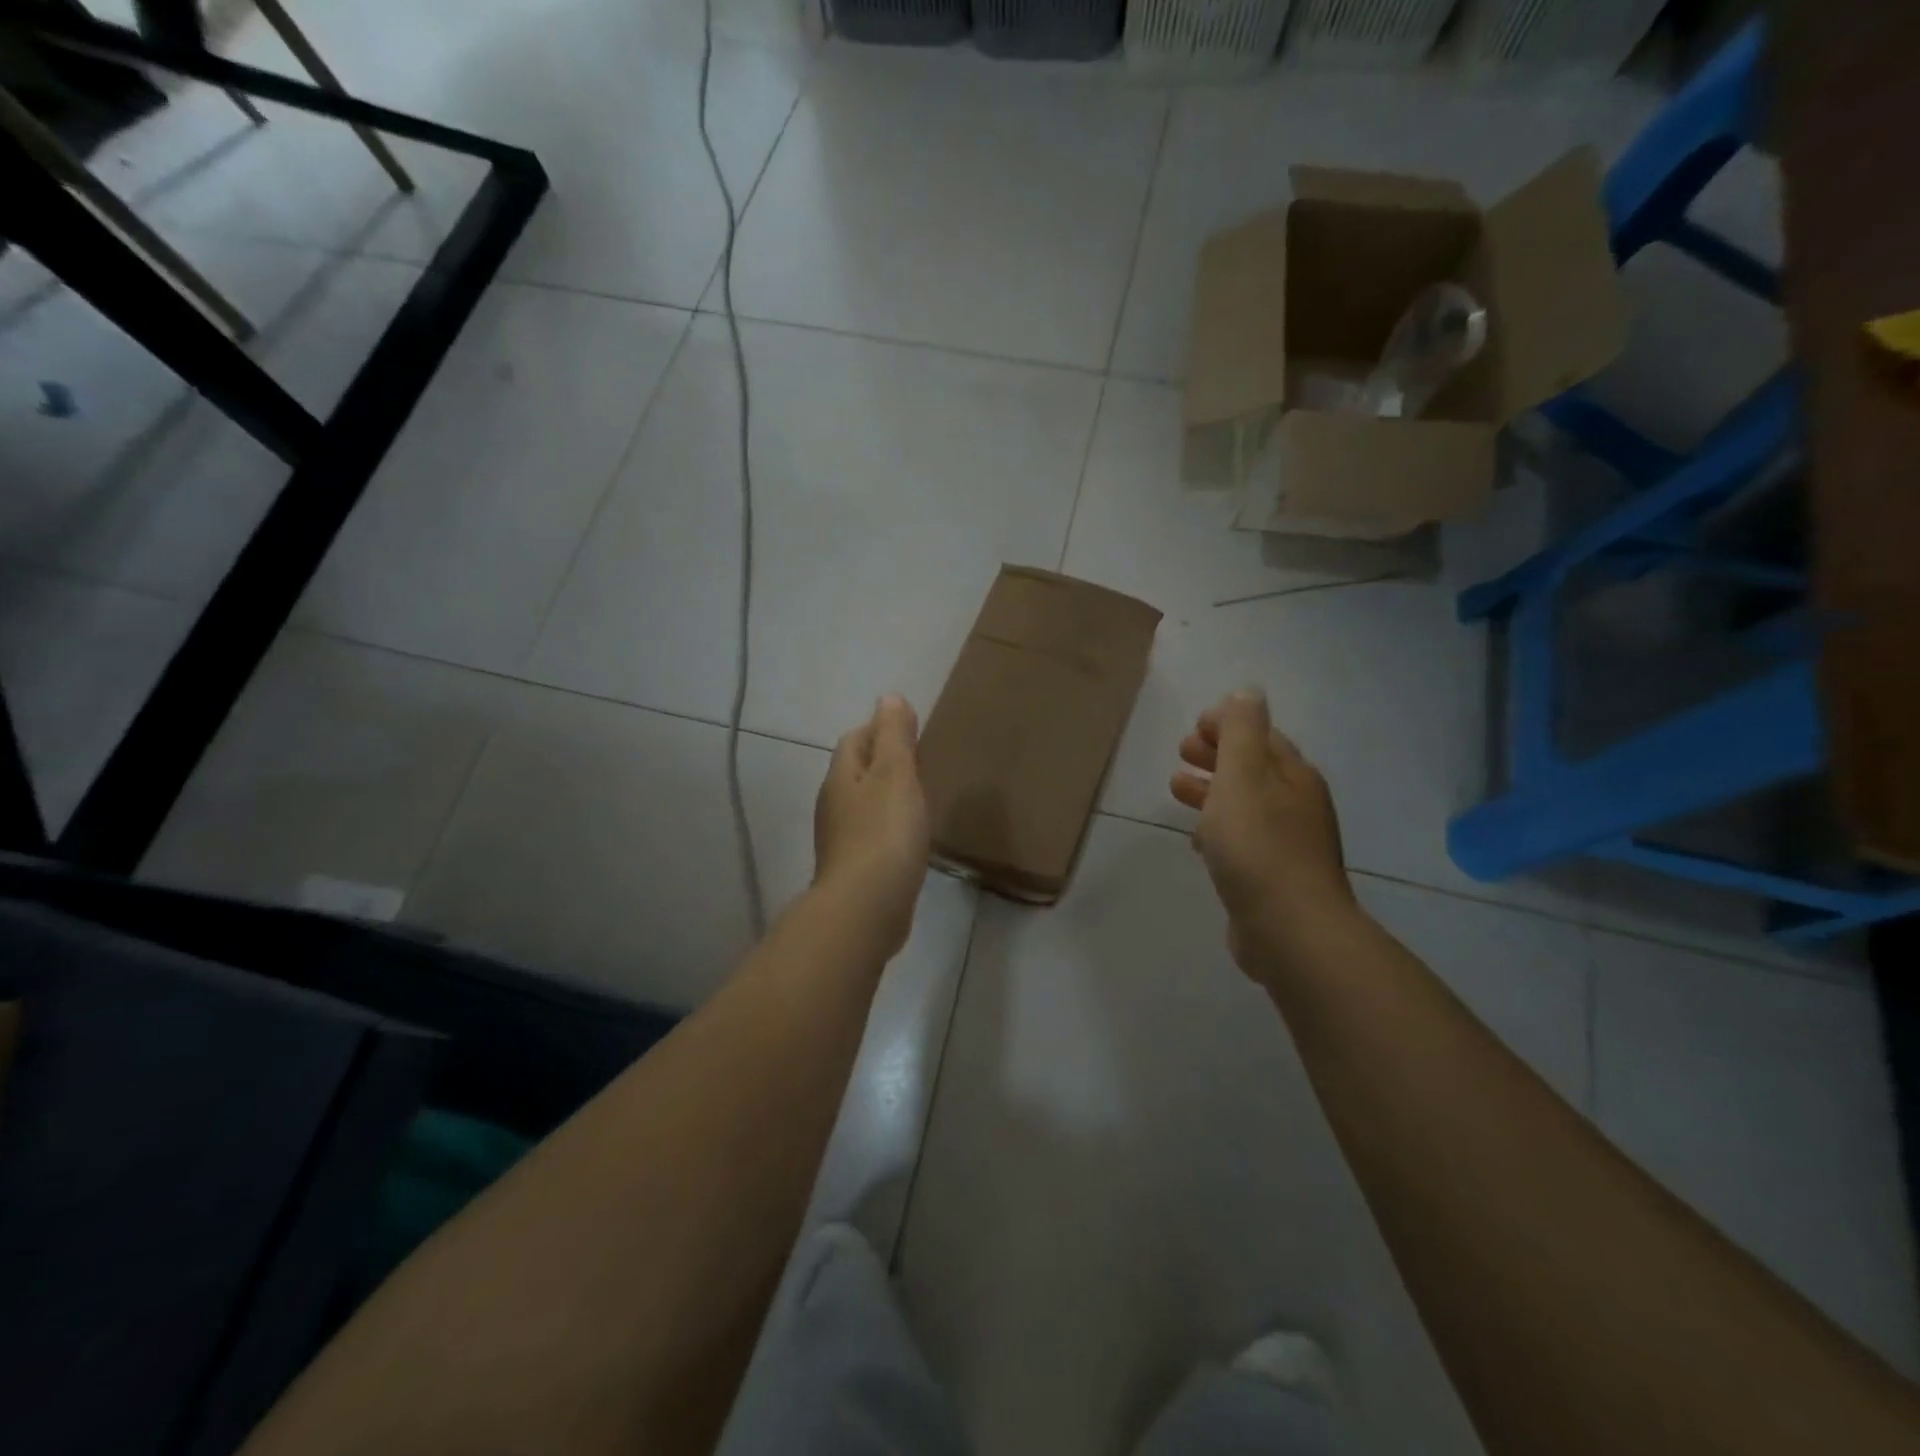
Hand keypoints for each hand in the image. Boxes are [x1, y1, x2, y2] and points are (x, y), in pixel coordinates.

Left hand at [814, 694, 930, 954]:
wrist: (865, 909)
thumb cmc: (884, 833)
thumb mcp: (895, 775)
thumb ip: (894, 737)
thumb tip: (888, 697)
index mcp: (841, 777)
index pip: (855, 739)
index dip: (879, 728)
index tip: (910, 731)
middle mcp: (833, 804)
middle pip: (855, 771)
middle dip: (882, 762)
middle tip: (919, 763)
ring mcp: (840, 839)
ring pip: (863, 804)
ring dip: (885, 796)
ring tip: (918, 798)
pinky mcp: (853, 868)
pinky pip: (871, 835)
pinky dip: (888, 828)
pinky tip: (908, 838)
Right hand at [1171, 689, 1356, 982]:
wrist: (1289, 931)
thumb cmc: (1258, 846)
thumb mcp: (1243, 776)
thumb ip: (1241, 732)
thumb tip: (1248, 691)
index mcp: (1293, 776)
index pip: (1261, 735)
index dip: (1228, 724)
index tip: (1193, 726)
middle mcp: (1297, 805)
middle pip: (1253, 768)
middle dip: (1217, 755)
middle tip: (1181, 751)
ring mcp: (1288, 844)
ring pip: (1245, 804)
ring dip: (1212, 791)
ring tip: (1176, 787)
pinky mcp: (1273, 877)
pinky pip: (1243, 840)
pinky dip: (1218, 828)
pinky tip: (1197, 840)